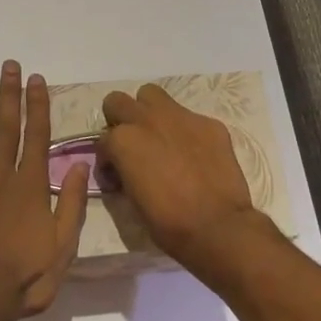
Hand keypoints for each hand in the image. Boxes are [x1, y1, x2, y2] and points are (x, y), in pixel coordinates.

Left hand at [0, 61, 88, 320]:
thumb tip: (79, 166)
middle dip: (8, 94)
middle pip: (5, 127)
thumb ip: (70, 204)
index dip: (38, 106)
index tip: (37, 79)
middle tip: (8, 65)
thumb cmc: (24, 277)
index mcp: (29, 186)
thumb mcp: (63, 247)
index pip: (36, 136)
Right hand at [99, 84, 270, 272]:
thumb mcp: (131, 199)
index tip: (116, 174)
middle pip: (118, 101)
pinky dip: (185, 131)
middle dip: (119, 119)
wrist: (217, 226)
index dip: (107, 158)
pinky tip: (194, 154)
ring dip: (149, 112)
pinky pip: (189, 117)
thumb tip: (122, 168)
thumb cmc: (167, 222)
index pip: (102, 139)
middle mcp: (147, 120)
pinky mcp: (208, 122)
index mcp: (123, 140)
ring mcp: (180, 117)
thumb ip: (123, 171)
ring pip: (152, 95)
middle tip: (131, 143)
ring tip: (159, 137)